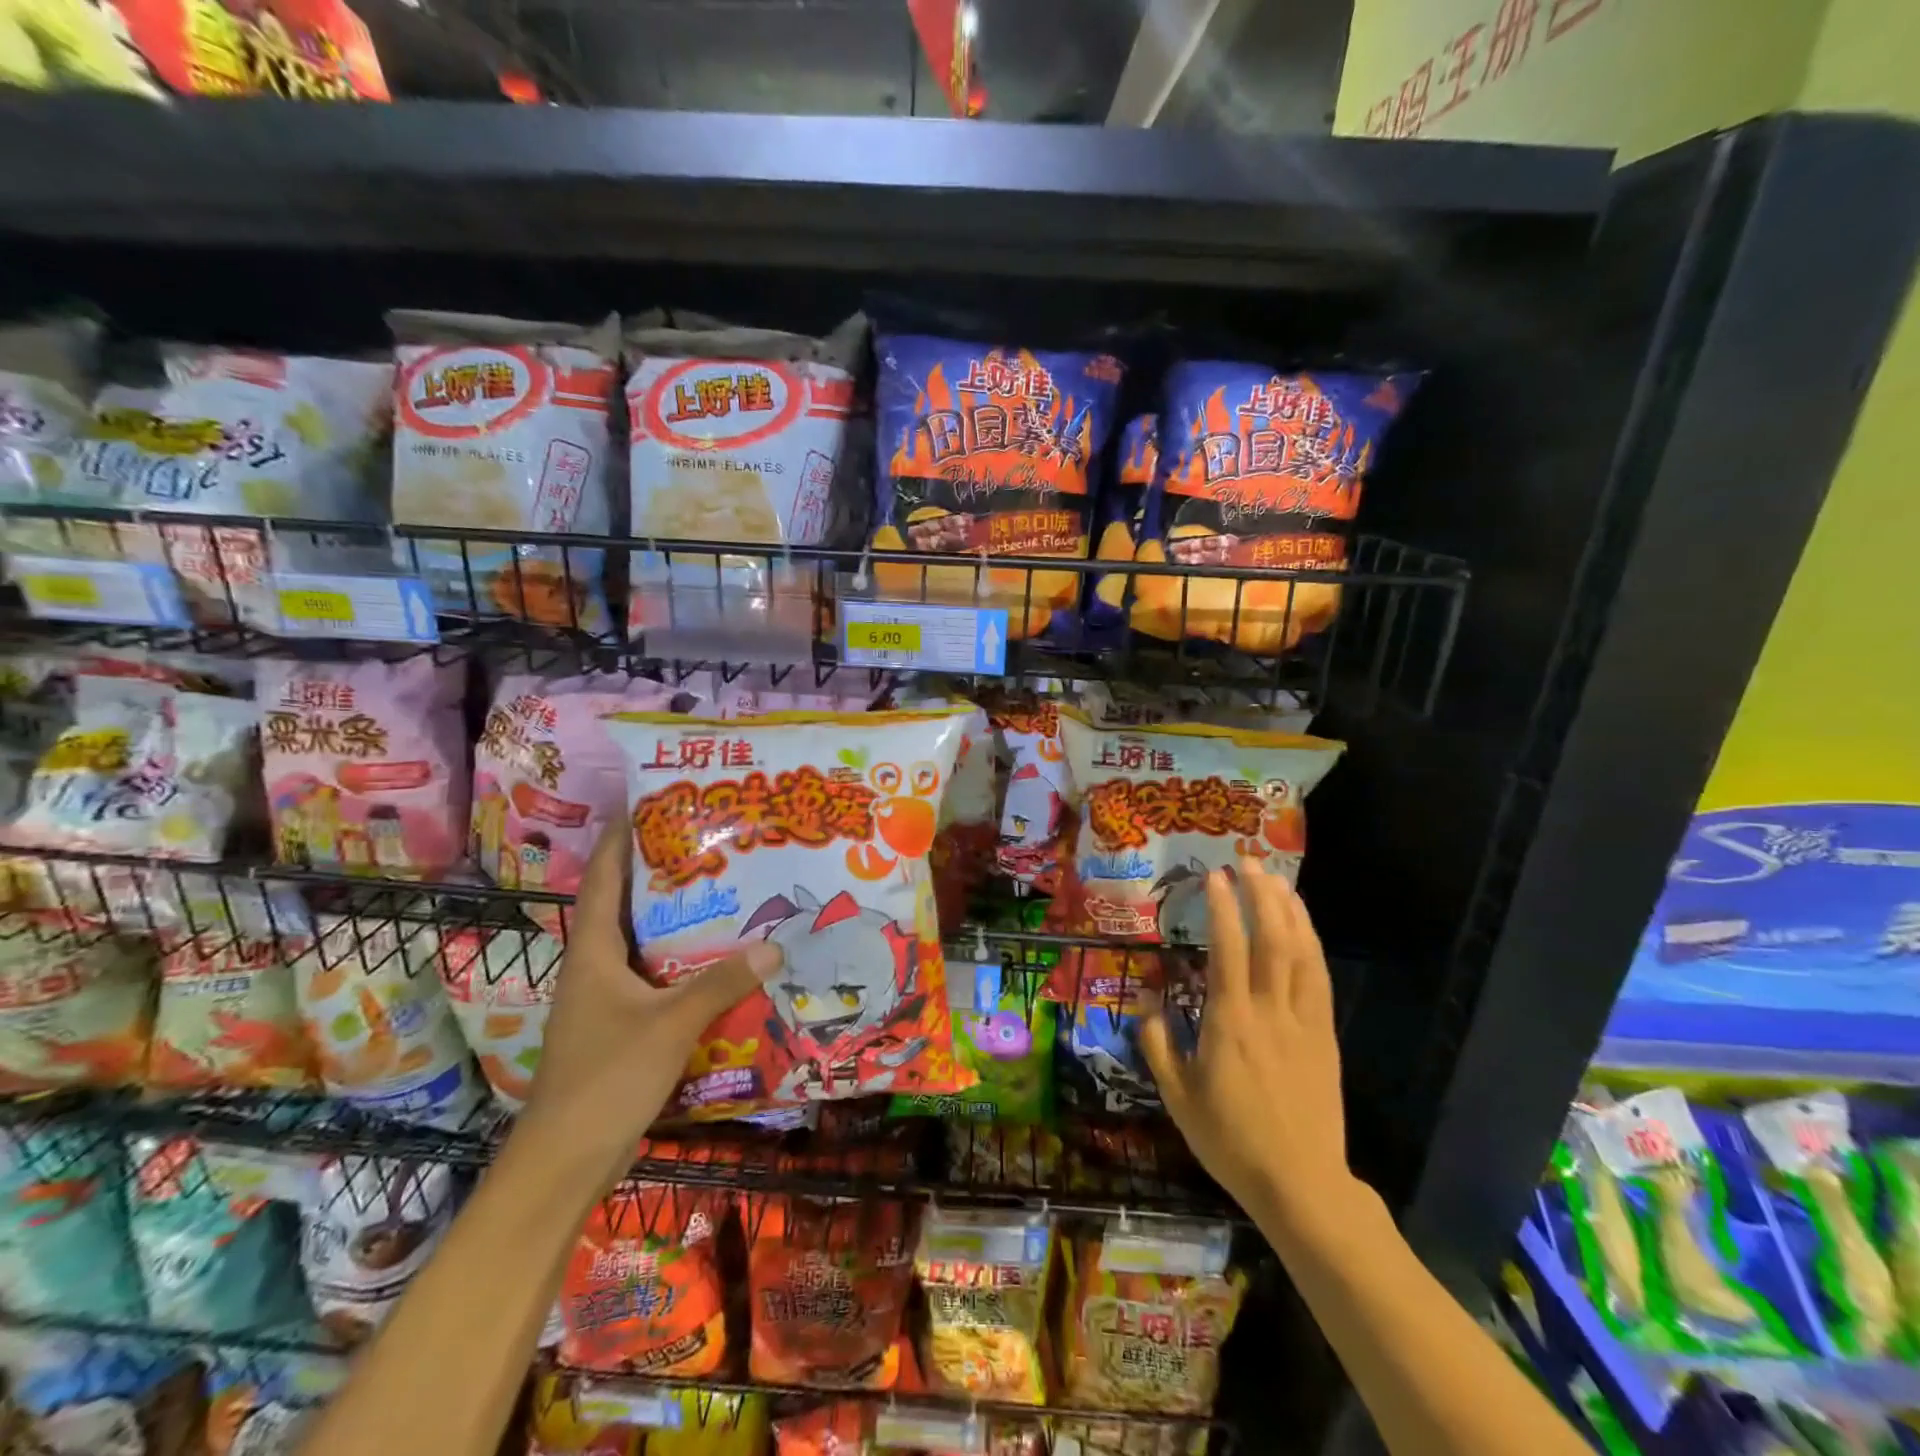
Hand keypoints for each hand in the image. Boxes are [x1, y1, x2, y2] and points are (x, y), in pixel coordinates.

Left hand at [517, 824, 782, 1189]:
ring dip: (675, 918)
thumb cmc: (607, 1079)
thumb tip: (775, 944)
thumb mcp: (670, 1024)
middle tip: (709, 843)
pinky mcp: (619, 1025)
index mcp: (592, 952)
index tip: (650, 803)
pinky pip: (654, 976)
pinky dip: (682, 959)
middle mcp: (594, 966)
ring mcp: (604, 998)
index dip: (623, 839)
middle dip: (661, 872)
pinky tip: (719, 958)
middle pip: (626, 905)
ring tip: (723, 890)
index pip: (605, 878)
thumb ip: (722, 982)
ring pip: (642, 942)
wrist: (565, 1162)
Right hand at [1140, 858, 1359, 1240]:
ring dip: (1290, 910)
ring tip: (1277, 879)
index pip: (1228, 950)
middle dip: (1260, 895)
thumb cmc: (1231, 1141)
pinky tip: (1304, 926)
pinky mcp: (1325, 1036)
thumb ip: (1159, 1046)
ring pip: (1301, 953)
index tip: (1215, 878)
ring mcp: (1303, 1022)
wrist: (1300, 1184)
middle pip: (1271, 940)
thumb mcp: (1178, 1098)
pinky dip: (1312, 944)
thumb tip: (1149, 1003)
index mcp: (1229, 1023)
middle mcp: (1268, 1011)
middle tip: (1248, 863)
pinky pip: (1320, 979)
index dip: (1222, 909)